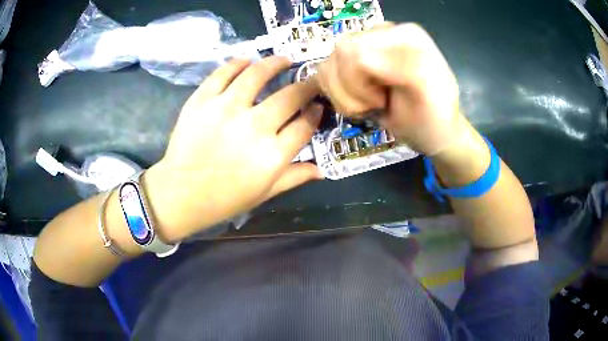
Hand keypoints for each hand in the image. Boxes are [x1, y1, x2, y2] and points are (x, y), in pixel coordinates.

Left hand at [145, 57, 322, 241]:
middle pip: (290, 96)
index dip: (315, 112)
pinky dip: (238, 63)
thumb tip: (322, 170)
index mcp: (272, 156)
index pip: (305, 125)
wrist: (180, 193)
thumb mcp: (264, 193)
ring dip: (276, 63)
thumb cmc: (224, 199)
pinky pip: (224, 72)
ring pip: (258, 74)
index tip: (318, 106)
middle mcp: (254, 127)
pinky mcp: (202, 99)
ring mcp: (226, 109)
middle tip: (309, 80)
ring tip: (283, 60)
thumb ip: (295, 177)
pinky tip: (248, 61)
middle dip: (307, 85)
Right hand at [317, 23, 465, 155]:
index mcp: (405, 34)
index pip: (357, 52)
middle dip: (350, 89)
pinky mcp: (352, 58)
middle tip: (376, 103)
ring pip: (328, 63)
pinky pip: (325, 70)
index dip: (359, 85)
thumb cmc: (432, 119)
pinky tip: (359, 100)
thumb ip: (404, 68)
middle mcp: (382, 31)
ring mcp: (365, 44)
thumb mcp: (428, 95)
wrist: (431, 128)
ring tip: (369, 104)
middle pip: (340, 53)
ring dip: (343, 94)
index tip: (383, 102)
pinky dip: (336, 92)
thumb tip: (362, 61)